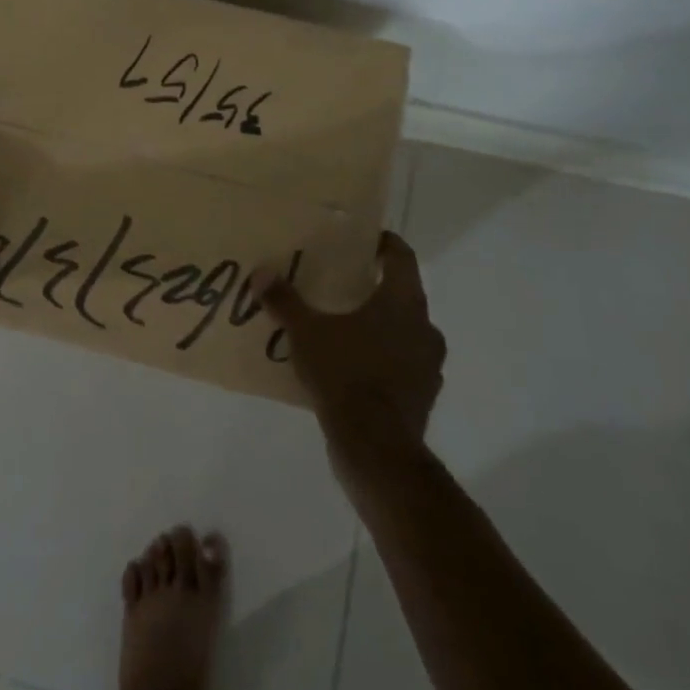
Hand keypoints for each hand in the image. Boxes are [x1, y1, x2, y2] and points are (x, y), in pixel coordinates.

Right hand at [264, 231, 446, 463]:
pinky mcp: (422, 396)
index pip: (402, 257)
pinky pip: (402, 365)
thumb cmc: (346, 375)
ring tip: (344, 328)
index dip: (384, 244)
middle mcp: (424, 328)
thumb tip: (261, 273)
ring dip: (380, 326)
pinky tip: (352, 368)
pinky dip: (382, 360)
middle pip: (403, 294)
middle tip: (342, 284)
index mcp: (403, 302)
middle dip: (375, 288)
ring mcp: (428, 365)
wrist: (376, 449)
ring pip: (404, 332)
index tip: (364, 240)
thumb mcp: (307, 333)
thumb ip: (285, 301)